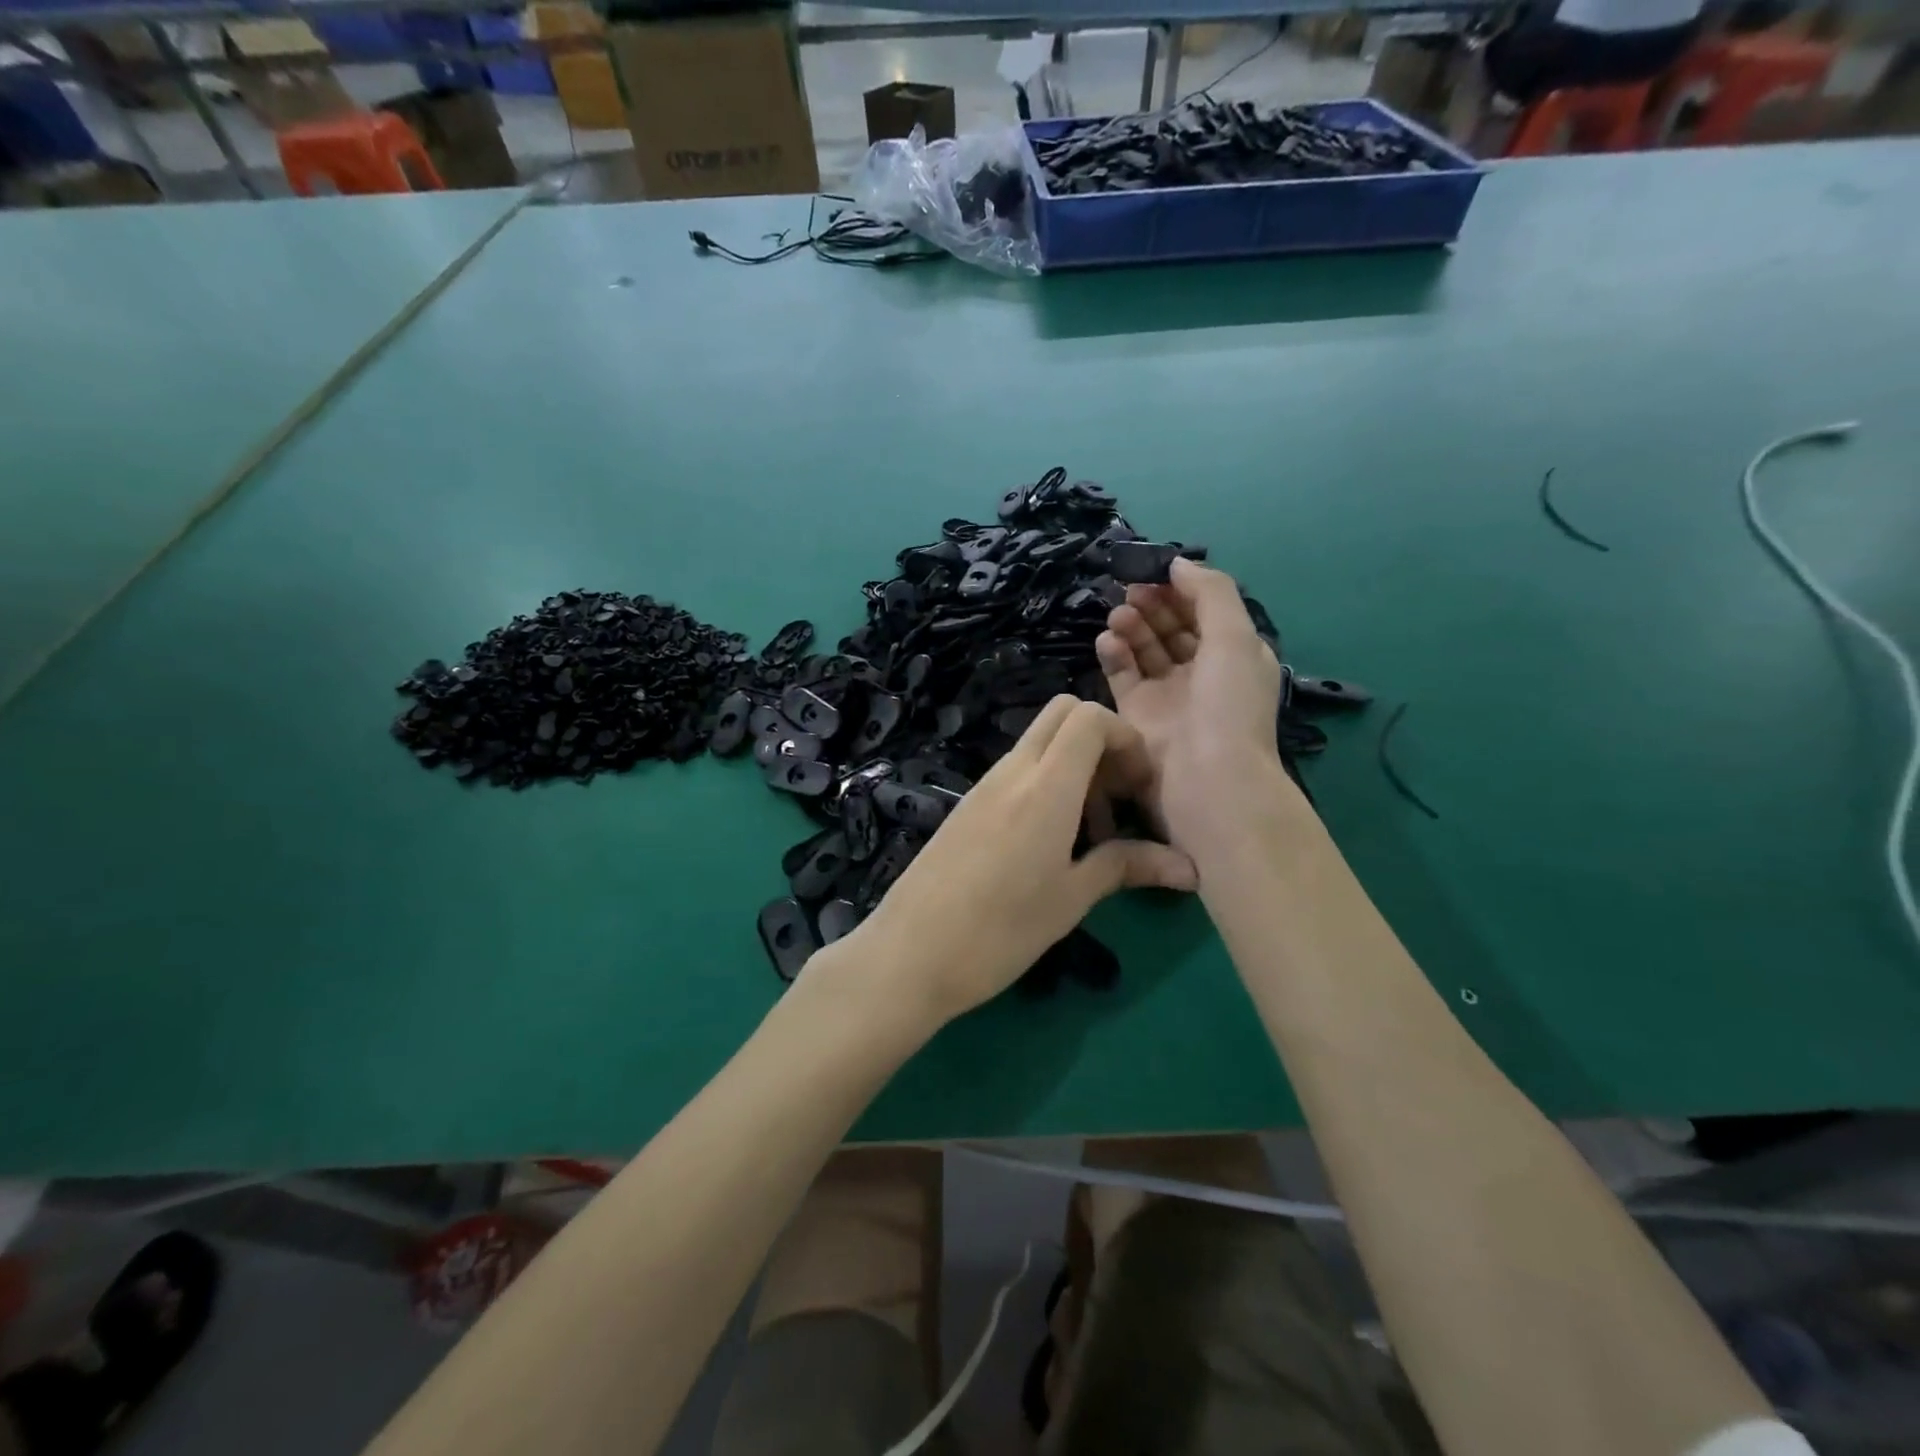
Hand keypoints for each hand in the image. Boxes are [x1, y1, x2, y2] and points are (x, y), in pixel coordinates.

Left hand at [857, 695, 1195, 1025]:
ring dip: (1075, 767)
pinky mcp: (968, 804)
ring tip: (1090, 834)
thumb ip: (1125, 867)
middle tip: (1119, 798)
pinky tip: (1050, 843)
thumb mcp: (1070, 899)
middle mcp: (1013, 771)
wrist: (909, 953)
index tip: (1141, 787)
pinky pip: (1017, 771)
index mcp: (1045, 786)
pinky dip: (1046, 784)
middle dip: (1102, 740)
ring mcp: (985, 785)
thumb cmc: (999, 931)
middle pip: (1063, 713)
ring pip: (1039, 743)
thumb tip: (1188, 869)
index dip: (1126, 738)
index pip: (1090, 717)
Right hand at [1094, 558, 1292, 853]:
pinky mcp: (1135, 715)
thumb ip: (1210, 592)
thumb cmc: (1228, 705)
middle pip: (1172, 628)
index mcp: (1233, 656)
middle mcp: (1201, 674)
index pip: (1204, 612)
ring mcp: (1166, 696)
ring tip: (1117, 615)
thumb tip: (1178, 563)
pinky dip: (1113, 655)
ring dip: (1131, 626)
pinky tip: (1106, 641)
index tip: (1154, 571)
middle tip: (1130, 590)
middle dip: (1152, 605)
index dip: (1181, 589)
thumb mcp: (1235, 637)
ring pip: (1144, 650)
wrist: (1206, 781)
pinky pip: (1121, 676)